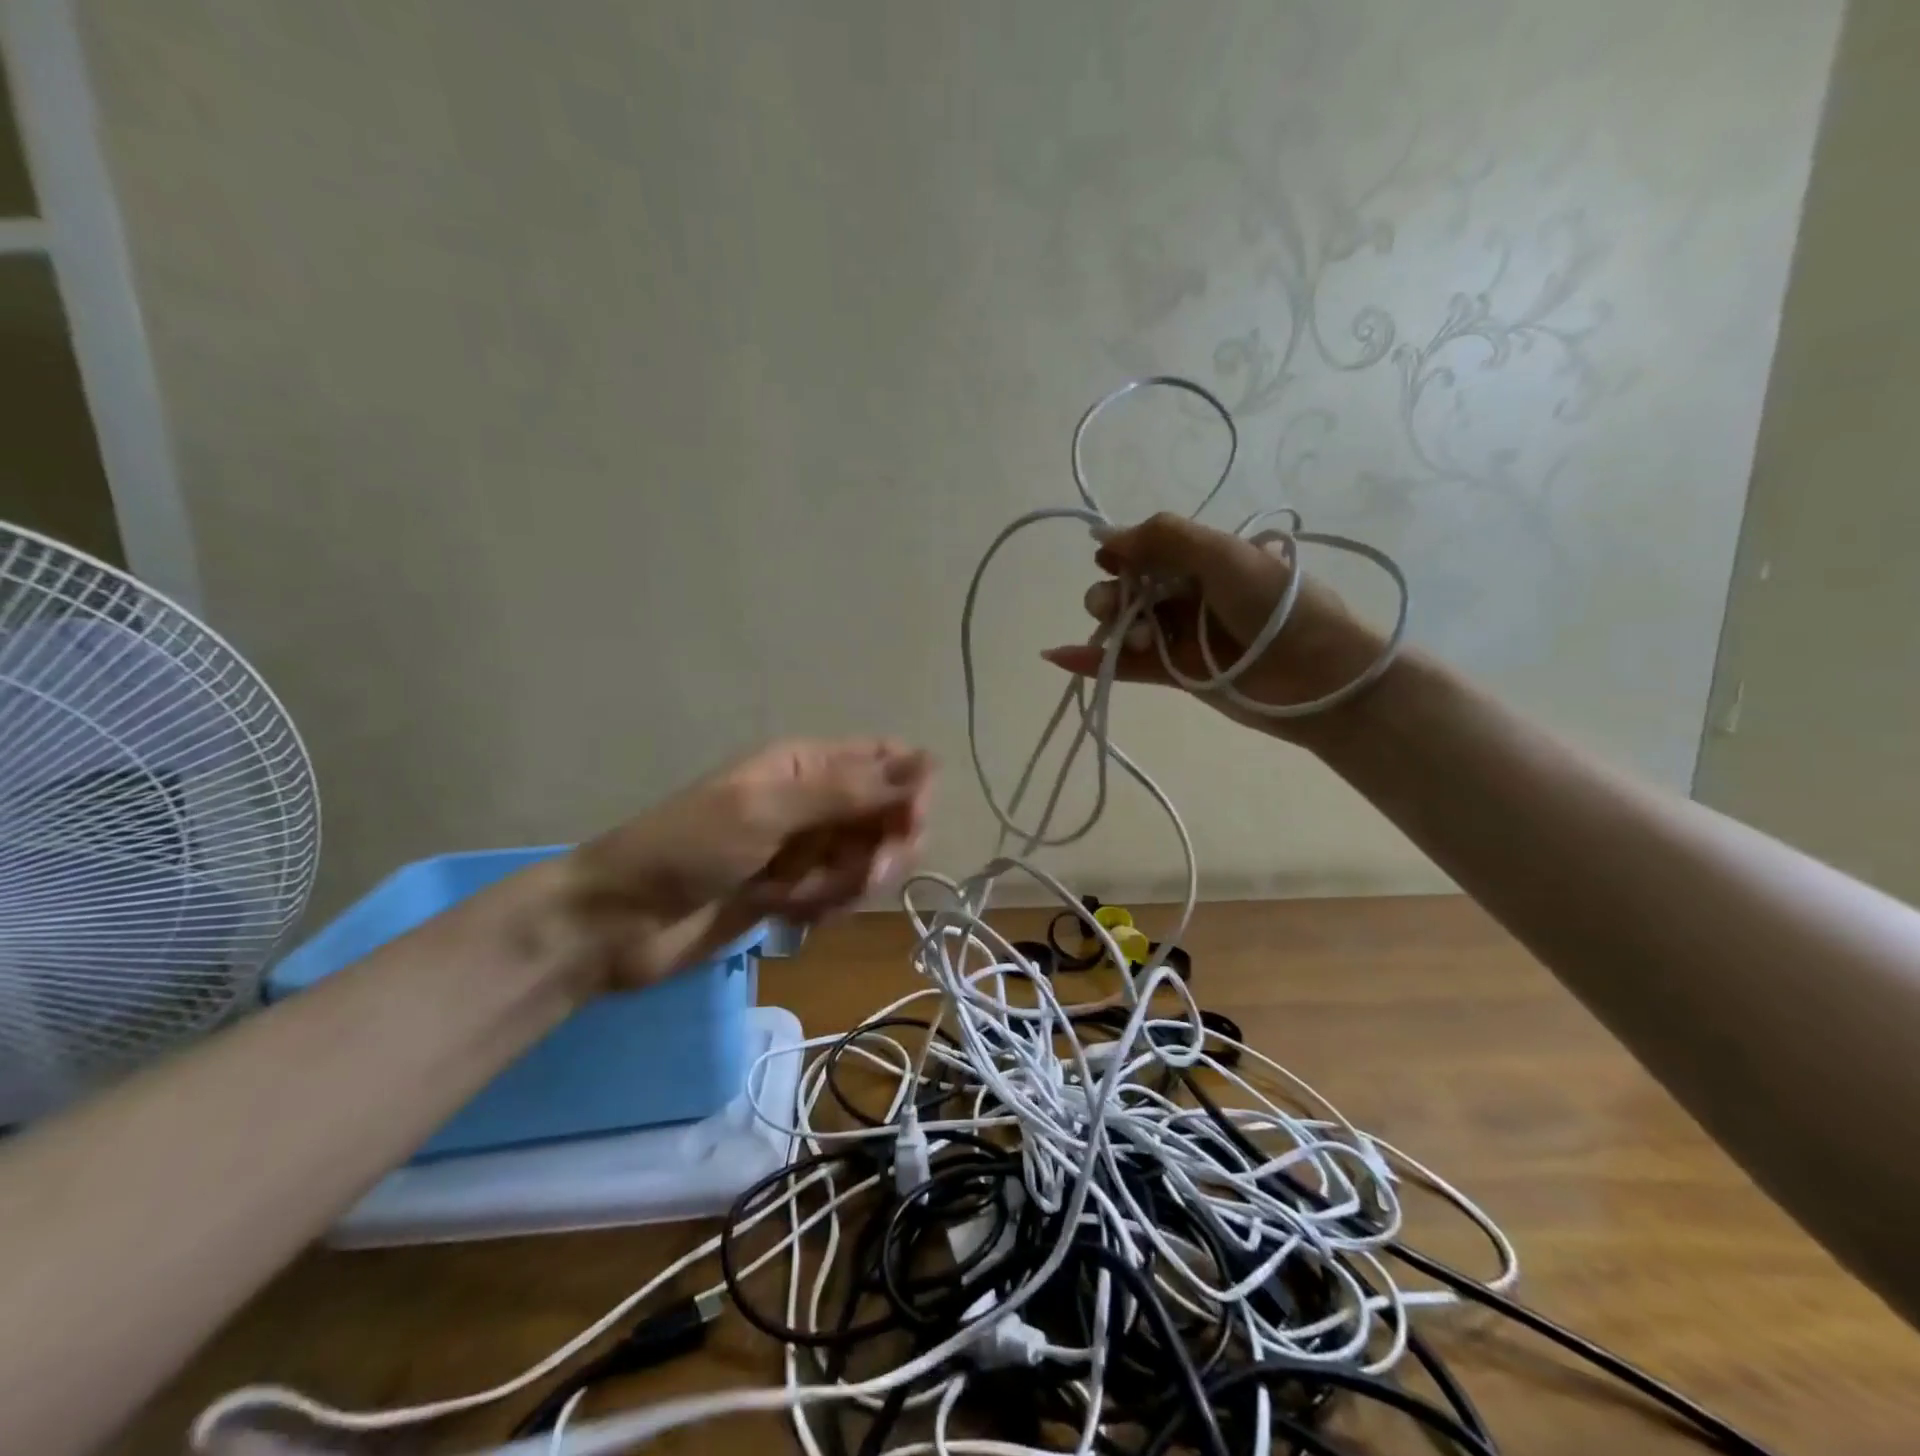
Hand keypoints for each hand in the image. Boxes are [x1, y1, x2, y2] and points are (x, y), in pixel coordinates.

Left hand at [557, 738, 933, 988]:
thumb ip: (850, 790)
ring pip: (868, 859)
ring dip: (848, 884)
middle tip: (861, 876)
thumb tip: (929, 760)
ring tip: (799, 897)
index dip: (910, 791)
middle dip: (882, 849)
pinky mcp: (795, 890)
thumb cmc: (689, 850)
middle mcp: (814, 799)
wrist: (619, 924)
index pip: (888, 761)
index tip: (907, 828)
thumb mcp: (769, 811)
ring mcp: (805, 848)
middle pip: (887, 815)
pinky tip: (787, 914)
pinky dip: (825, 906)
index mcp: (807, 763)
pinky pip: (840, 893)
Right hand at [1039, 512, 1387, 743]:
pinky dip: (1092, 660)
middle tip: (1114, 605)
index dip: (1120, 553)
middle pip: (1128, 588)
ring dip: (1110, 627)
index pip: (1147, 549)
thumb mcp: (1222, 554)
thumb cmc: (1274, 605)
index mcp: (1204, 558)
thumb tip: (1101, 536)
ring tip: (1126, 639)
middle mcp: (1188, 594)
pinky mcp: (1175, 674)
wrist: (1316, 675)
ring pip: (1124, 626)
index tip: (1107, 560)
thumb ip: (1162, 538)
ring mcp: (1180, 635)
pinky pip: (1125, 665)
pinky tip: (1059, 655)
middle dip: (1111, 593)